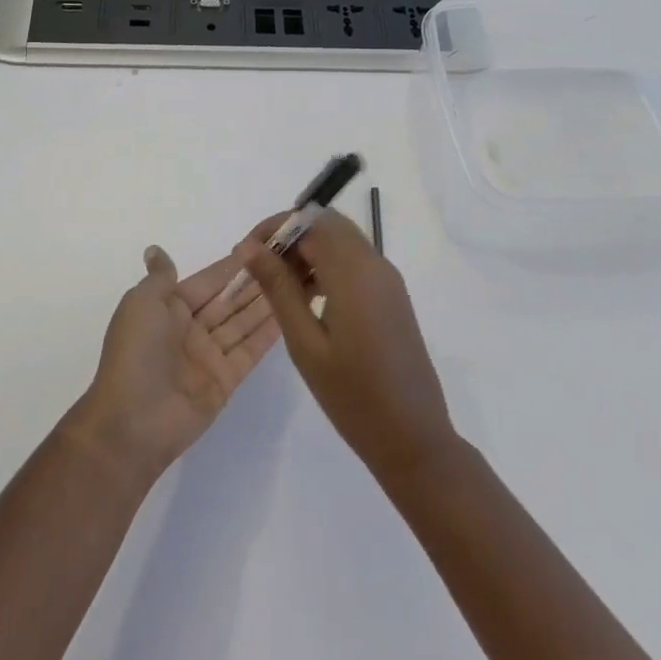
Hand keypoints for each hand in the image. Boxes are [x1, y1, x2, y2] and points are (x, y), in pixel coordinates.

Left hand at [68, 245, 282, 483]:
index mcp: (169, 308)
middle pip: (229, 300)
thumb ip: (160, 277)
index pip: (209, 280)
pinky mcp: (226, 380)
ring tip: (297, 279)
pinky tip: (291, 311)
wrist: (131, 422)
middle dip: (255, 280)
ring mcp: (209, 356)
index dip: (233, 264)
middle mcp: (191, 329)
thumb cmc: (136, 352)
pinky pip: (250, 349)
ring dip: (267, 301)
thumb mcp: (141, 303)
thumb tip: (156, 250)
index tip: (263, 244)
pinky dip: (269, 332)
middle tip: (289, 260)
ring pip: (243, 322)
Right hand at [242, 208, 458, 483]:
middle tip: (261, 268)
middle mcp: (375, 263)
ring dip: (309, 251)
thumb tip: (250, 247)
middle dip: (290, 236)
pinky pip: (356, 261)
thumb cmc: (352, 395)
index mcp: (354, 271)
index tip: (247, 253)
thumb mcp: (305, 343)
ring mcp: (388, 279)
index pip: (309, 221)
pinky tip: (309, 299)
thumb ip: (278, 288)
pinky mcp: (392, 295)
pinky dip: (328, 266)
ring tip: (279, 287)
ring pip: (342, 241)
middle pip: (327, 224)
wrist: (414, 438)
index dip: (274, 228)